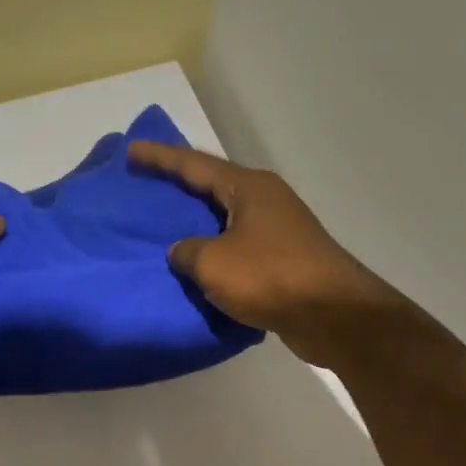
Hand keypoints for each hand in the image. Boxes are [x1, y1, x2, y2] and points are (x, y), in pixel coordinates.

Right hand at [128, 142, 401, 368]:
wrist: (333, 315)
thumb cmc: (270, 277)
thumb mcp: (213, 263)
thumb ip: (188, 252)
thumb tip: (183, 251)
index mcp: (248, 188)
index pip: (195, 165)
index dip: (160, 158)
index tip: (132, 151)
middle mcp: (265, 200)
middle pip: (212, 186)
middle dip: (179, 186)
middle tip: (146, 184)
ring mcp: (277, 229)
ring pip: (225, 218)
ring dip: (197, 222)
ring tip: (165, 225)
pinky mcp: (283, 259)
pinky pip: (236, 247)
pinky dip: (214, 251)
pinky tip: (196, 262)